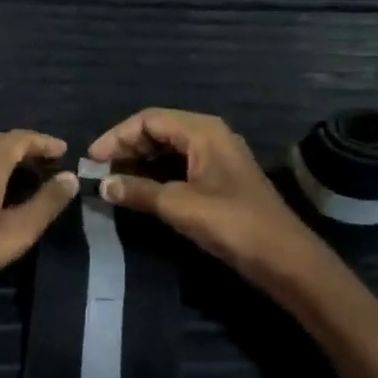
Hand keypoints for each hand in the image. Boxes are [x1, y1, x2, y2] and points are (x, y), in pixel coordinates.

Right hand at [90, 109, 337, 293]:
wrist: (285, 259)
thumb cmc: (233, 224)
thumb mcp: (180, 207)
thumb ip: (139, 191)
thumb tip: (103, 185)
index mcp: (203, 131)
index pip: (149, 119)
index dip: (117, 136)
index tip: (92, 159)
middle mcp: (210, 135)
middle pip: (159, 129)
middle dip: (127, 146)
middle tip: (100, 170)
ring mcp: (217, 156)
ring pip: (169, 147)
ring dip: (140, 160)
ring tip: (114, 180)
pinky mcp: (220, 178)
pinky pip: (180, 163)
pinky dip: (157, 172)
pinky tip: (142, 189)